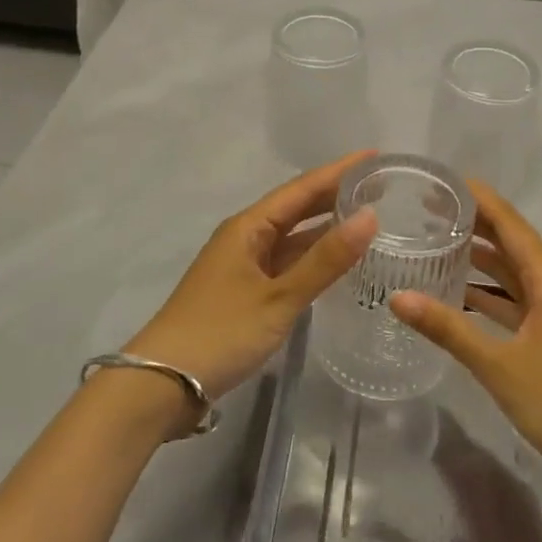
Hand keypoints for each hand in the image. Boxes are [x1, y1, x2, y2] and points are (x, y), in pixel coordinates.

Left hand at [126, 154, 378, 409]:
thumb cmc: (220, 333)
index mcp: (249, 226)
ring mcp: (244, 265)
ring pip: (293, 236)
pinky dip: (313, 256)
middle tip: (381, 185)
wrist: (160, 385)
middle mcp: (246, 237)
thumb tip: (370, 216)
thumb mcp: (279, 297)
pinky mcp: (245, 291)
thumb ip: (325, 260)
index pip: (302, 187)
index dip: (339, 170)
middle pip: (297, 206)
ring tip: (369, 216)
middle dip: (336, 193)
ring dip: (326, 225)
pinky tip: (337, 261)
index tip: (375, 156)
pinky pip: (287, 261)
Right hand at [389, 181, 541, 486]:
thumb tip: (397, 297)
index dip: (478, 197)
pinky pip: (516, 294)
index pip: (509, 222)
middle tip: (428, 206)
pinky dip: (489, 287)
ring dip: (480, 252)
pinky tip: (458, 289)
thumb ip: (448, 329)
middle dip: (473, 219)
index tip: (442, 180)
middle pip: (510, 239)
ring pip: (513, 267)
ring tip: (437, 237)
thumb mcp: (498, 365)